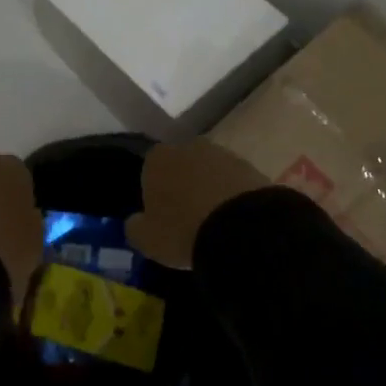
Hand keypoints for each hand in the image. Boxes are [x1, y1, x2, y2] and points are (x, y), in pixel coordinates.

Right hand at [125, 140, 269, 269]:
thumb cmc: (183, 230)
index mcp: (157, 158)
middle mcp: (188, 146)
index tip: (160, 217)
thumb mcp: (147, 239)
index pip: (148, 171)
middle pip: (180, 167)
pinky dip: (231, 196)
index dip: (153, 194)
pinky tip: (234, 220)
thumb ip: (135, 227)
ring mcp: (222, 154)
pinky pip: (233, 182)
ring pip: (208, 173)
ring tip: (214, 222)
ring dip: (209, 190)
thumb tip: (136, 221)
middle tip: (187, 219)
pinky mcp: (250, 166)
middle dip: (182, 187)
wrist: (242, 228)